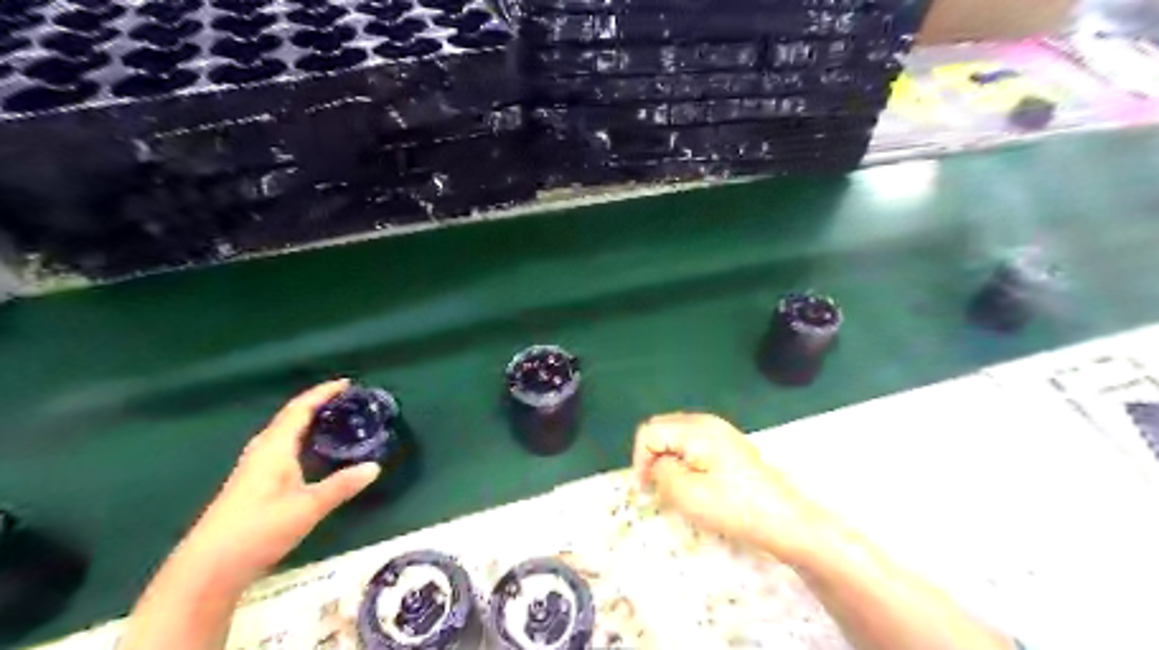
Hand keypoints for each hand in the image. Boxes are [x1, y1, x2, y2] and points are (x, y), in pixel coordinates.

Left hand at [181, 381, 380, 582]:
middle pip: (289, 418)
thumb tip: (375, 466)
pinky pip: (280, 449)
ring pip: (283, 434)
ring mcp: (253, 469)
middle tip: (346, 402)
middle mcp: (261, 452)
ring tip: (333, 421)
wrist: (207, 569)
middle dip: (316, 405)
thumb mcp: (308, 507)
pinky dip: (300, 440)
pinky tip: (310, 454)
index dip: (322, 393)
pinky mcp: (251, 485)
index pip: (299, 410)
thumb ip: (341, 485)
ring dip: (307, 422)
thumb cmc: (258, 530)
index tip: (347, 383)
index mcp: (274, 448)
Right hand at [634, 415, 824, 559]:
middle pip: (662, 428)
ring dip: (667, 459)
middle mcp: (707, 422)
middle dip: (652, 456)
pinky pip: (693, 444)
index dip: (640, 459)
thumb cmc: (735, 508)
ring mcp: (720, 431)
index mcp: (696, 429)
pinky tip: (693, 483)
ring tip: (674, 488)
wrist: (785, 520)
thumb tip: (656, 464)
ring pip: (676, 436)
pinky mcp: (728, 445)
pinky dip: (683, 460)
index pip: (650, 432)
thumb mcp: (687, 494)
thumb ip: (661, 472)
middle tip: (656, 487)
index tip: (645, 489)